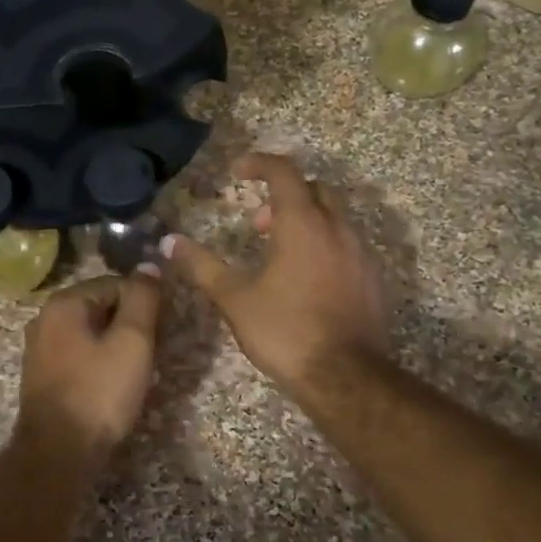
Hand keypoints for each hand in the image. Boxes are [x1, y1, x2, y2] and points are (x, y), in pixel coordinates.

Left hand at [15, 271, 162, 466]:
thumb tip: (149, 265)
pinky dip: (98, 362)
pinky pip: (78, 355)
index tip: (161, 330)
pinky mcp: (41, 376)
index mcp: (64, 302)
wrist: (58, 453)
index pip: (115, 283)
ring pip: (90, 333)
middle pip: (100, 307)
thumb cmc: (99, 393)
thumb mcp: (132, 341)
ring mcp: (39, 348)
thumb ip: (142, 299)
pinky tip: (112, 385)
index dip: (143, 303)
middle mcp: (45, 318)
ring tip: (136, 371)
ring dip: (115, 345)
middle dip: (129, 325)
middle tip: (151, 353)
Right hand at [164, 153, 389, 399]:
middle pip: (314, 189)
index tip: (237, 171)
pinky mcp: (371, 278)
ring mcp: (360, 253)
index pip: (284, 172)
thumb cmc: (285, 331)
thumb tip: (169, 242)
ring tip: (276, 252)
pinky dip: (322, 244)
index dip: (259, 164)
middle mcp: (337, 229)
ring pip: (333, 217)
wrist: (345, 378)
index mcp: (303, 225)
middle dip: (283, 195)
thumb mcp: (235, 299)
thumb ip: (202, 266)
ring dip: (303, 221)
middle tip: (256, 222)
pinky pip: (345, 244)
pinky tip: (304, 278)